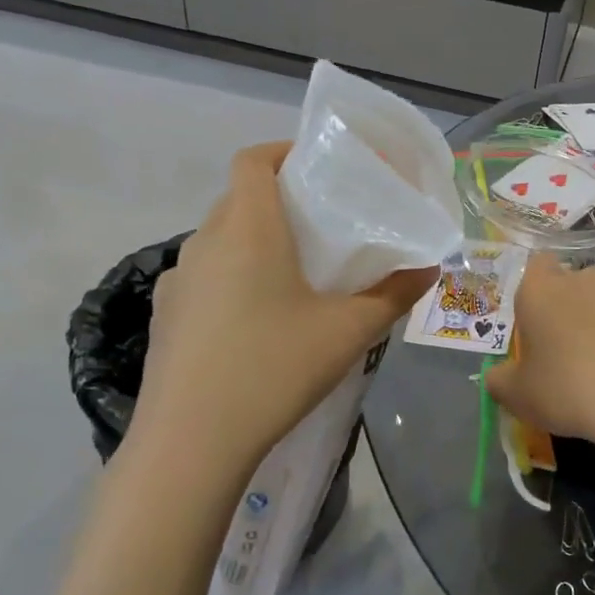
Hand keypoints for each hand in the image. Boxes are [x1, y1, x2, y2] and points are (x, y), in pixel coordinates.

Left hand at [135, 142, 436, 471]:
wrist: (189, 444)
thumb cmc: (273, 369)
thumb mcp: (347, 333)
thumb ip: (393, 296)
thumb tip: (430, 268)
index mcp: (247, 229)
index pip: (252, 160)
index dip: (282, 150)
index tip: (316, 166)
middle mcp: (204, 242)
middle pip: (237, 197)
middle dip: (276, 198)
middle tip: (320, 224)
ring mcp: (177, 280)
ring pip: (218, 238)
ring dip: (252, 239)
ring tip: (292, 274)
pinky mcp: (164, 316)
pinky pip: (203, 276)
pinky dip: (230, 277)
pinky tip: (254, 321)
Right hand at [485, 258, 594, 448]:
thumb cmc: (565, 389)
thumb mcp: (516, 395)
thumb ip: (499, 379)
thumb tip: (498, 375)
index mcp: (541, 288)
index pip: (535, 265)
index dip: (533, 290)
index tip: (532, 322)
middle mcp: (581, 280)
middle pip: (568, 283)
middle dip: (564, 306)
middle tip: (560, 347)